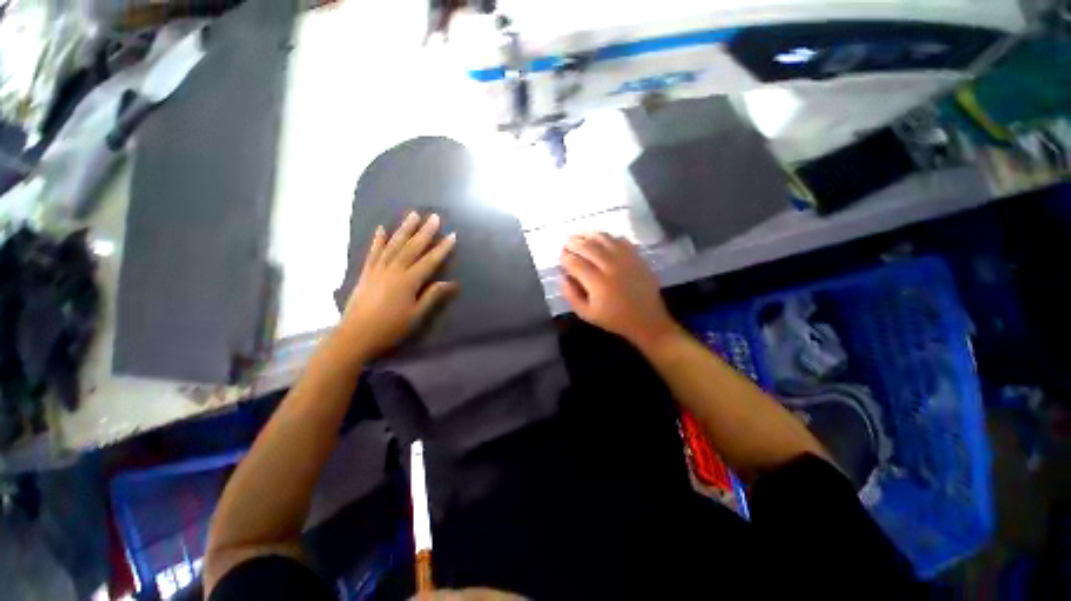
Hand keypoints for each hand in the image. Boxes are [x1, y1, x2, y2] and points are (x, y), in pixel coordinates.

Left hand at [335, 212, 457, 360]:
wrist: (355, 335)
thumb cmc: (390, 328)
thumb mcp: (416, 316)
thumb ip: (432, 296)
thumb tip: (451, 283)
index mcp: (408, 282)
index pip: (429, 261)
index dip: (442, 248)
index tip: (452, 235)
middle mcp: (393, 270)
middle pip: (412, 247)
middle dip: (424, 231)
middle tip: (434, 217)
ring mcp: (378, 269)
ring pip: (393, 245)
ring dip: (404, 229)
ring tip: (413, 214)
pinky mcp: (366, 273)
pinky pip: (373, 252)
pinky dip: (378, 240)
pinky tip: (382, 229)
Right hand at [560, 232, 679, 349]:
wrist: (647, 319)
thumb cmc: (614, 319)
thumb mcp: (586, 314)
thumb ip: (571, 295)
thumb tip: (563, 276)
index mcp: (597, 283)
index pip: (575, 262)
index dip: (564, 257)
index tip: (560, 257)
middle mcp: (611, 266)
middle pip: (587, 246)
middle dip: (573, 243)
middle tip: (566, 244)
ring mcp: (626, 259)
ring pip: (603, 238)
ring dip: (588, 235)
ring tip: (580, 236)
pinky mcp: (637, 256)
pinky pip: (620, 239)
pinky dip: (607, 237)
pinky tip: (600, 240)